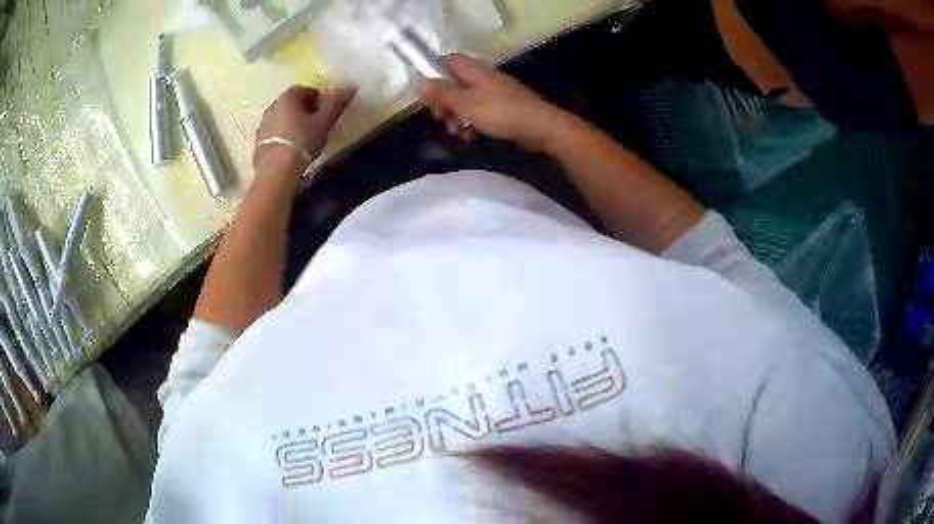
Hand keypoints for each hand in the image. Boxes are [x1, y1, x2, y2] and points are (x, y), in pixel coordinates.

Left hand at [253, 86, 355, 176]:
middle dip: (304, 109)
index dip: (316, 96)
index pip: (302, 89)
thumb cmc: (302, 141)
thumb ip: (335, 103)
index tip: (326, 109)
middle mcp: (271, 108)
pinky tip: (292, 149)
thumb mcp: (324, 121)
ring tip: (304, 137)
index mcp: (286, 99)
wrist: (277, 172)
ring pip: (281, 119)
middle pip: (290, 104)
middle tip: (317, 122)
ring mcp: (262, 127)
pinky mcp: (258, 145)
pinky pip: (274, 134)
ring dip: (292, 123)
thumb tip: (350, 88)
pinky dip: (283, 136)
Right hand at [415, 54, 562, 150]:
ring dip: (457, 115)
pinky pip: (479, 111)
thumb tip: (417, 83)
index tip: (426, 91)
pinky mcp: (502, 108)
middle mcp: (484, 78)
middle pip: (454, 83)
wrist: (542, 128)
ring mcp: (494, 93)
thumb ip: (442, 94)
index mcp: (475, 71)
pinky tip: (472, 136)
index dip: (434, 70)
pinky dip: (472, 121)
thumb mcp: (467, 104)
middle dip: (445, 101)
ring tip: (458, 132)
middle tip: (442, 118)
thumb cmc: (503, 113)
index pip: (449, 59)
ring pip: (466, 100)